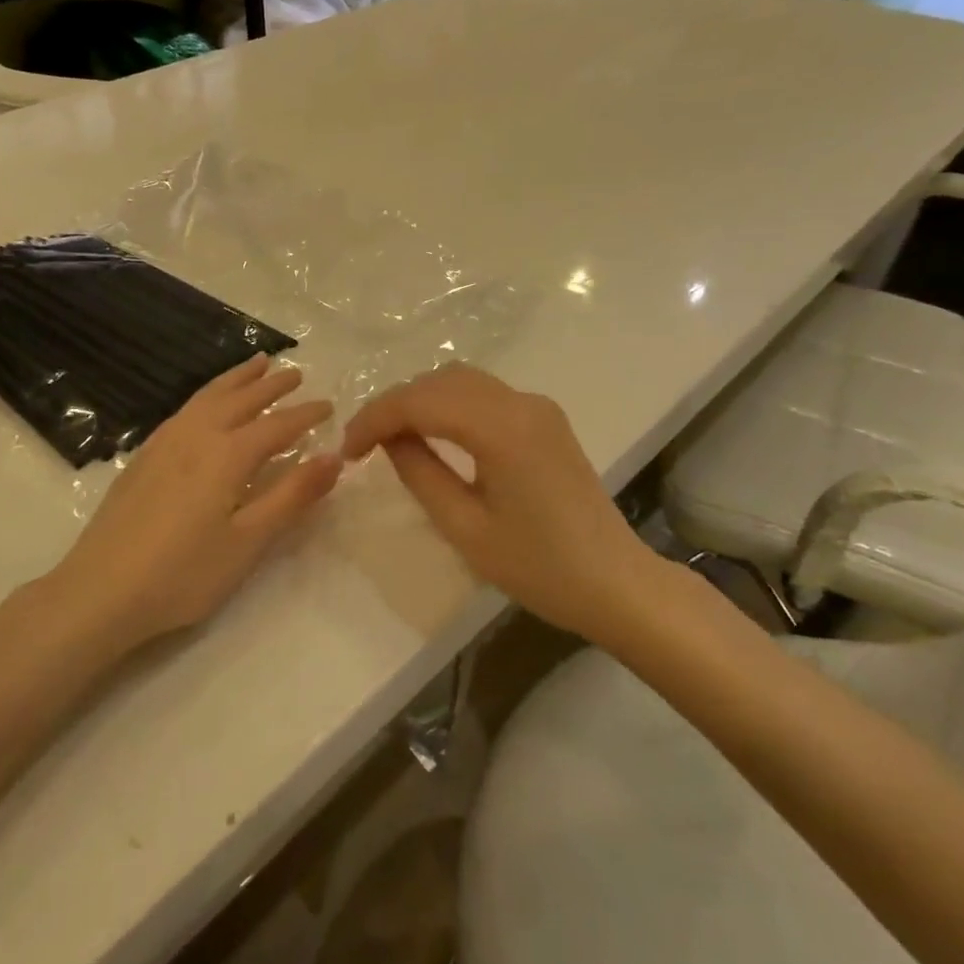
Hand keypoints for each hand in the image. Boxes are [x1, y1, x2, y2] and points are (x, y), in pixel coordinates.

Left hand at [52, 355, 341, 648]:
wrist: (100, 591)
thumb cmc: (184, 573)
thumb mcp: (248, 541)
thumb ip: (292, 496)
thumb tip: (334, 457)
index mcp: (228, 454)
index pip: (278, 425)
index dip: (306, 415)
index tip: (329, 406)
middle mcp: (197, 435)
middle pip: (242, 399)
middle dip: (272, 385)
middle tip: (296, 372)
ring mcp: (165, 442)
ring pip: (209, 396)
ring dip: (237, 378)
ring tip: (257, 364)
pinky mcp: (143, 456)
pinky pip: (186, 408)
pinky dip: (208, 393)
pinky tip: (206, 404)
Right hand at [342, 365, 651, 643]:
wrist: (616, 583)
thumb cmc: (539, 567)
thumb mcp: (465, 528)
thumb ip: (420, 473)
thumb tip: (391, 439)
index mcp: (501, 428)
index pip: (420, 401)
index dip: (375, 418)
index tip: (347, 451)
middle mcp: (520, 402)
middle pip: (439, 380)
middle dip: (395, 405)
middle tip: (363, 445)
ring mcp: (537, 406)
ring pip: (461, 380)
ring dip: (421, 399)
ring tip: (392, 437)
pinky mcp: (545, 418)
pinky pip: (484, 394)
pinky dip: (449, 403)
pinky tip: (434, 433)